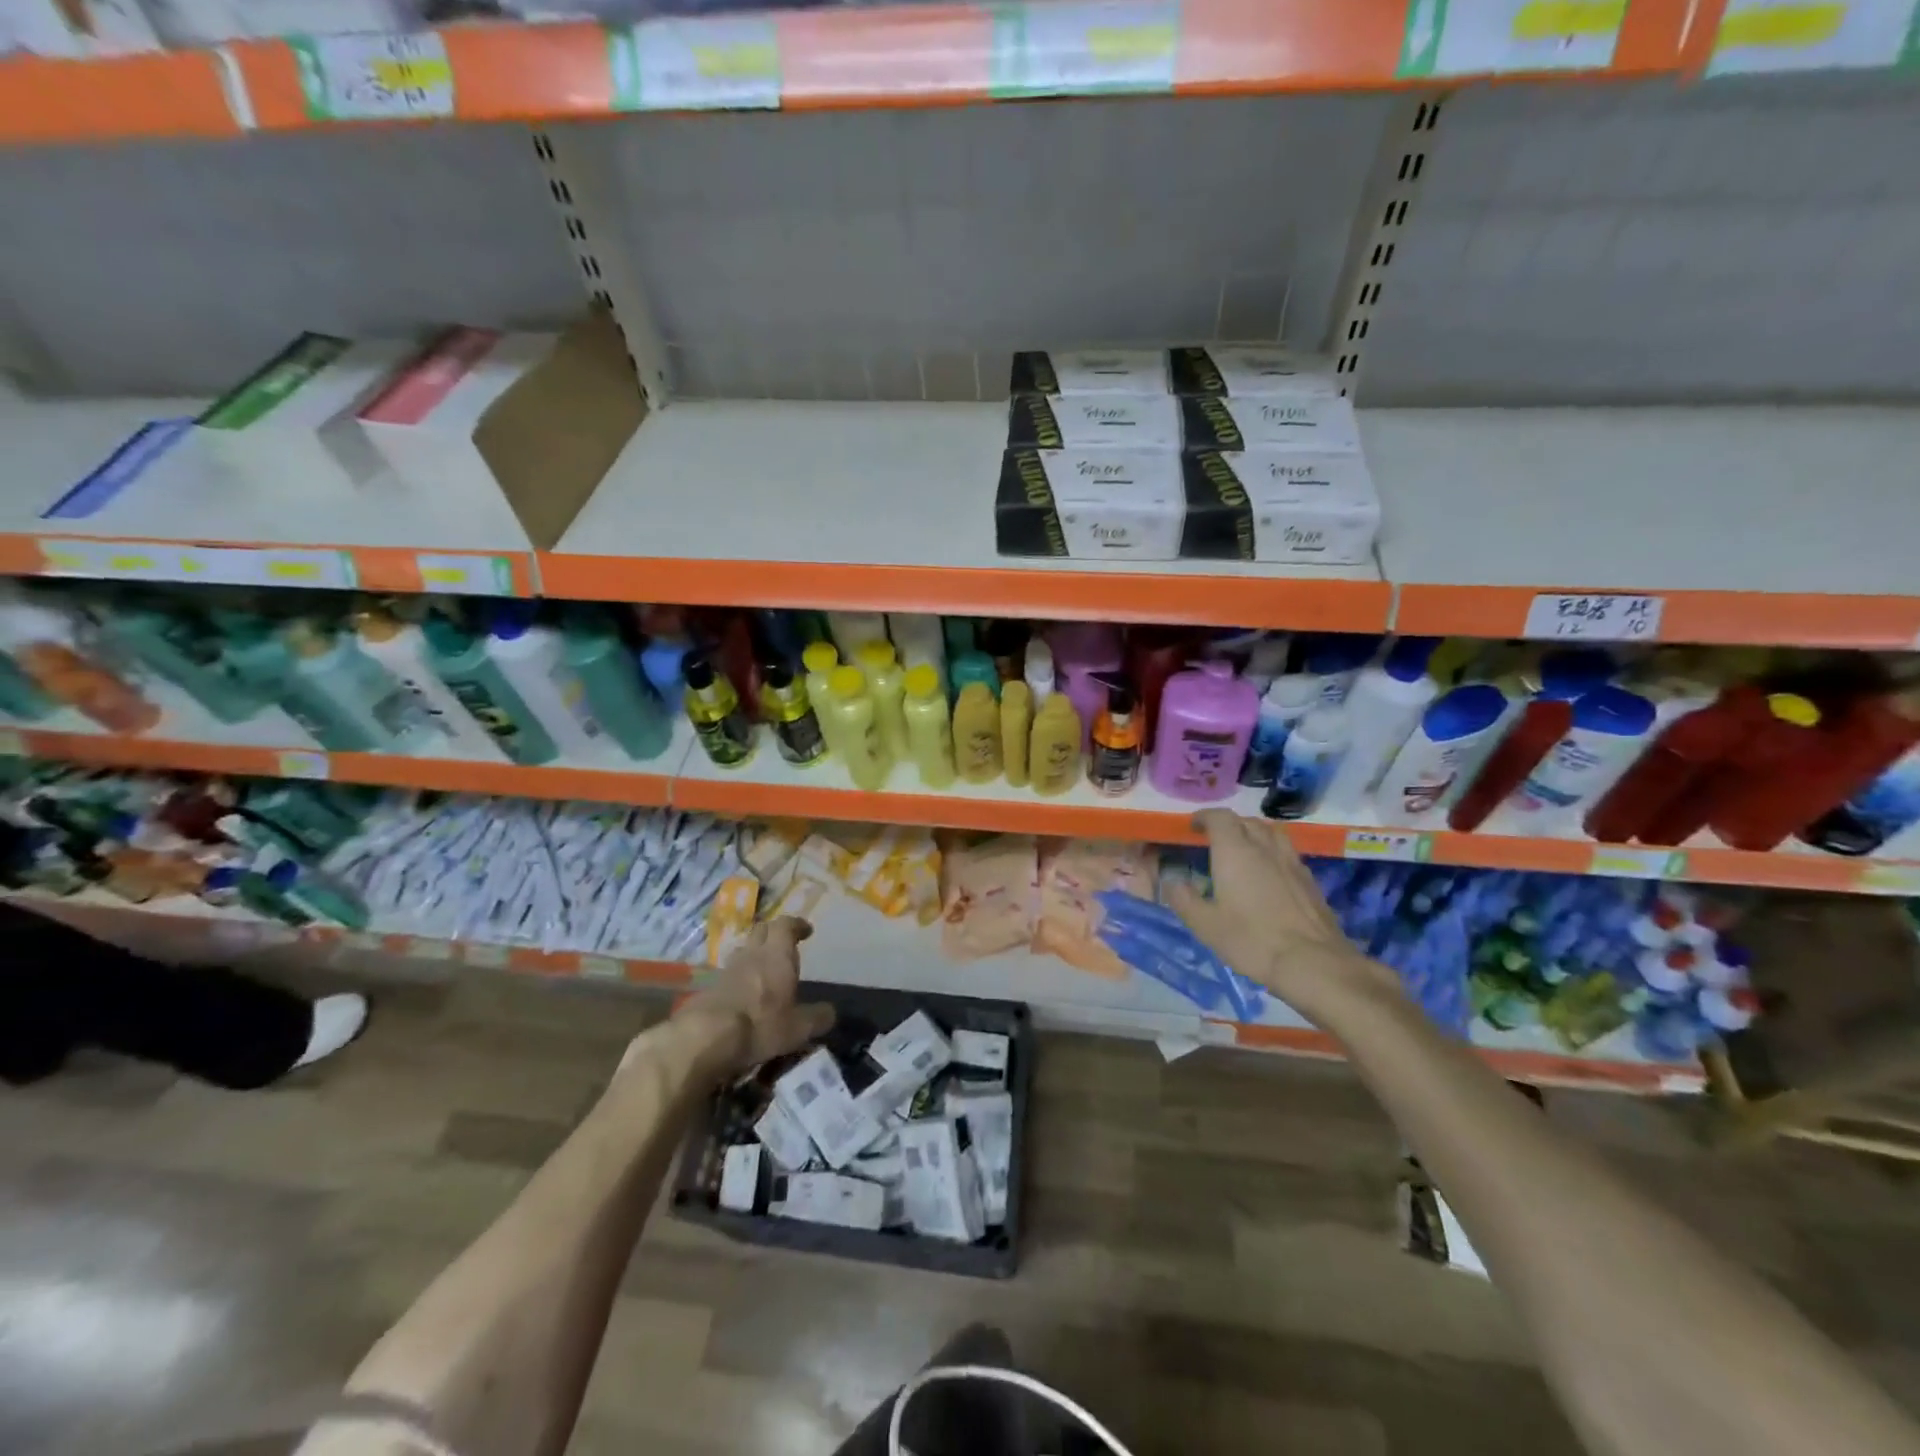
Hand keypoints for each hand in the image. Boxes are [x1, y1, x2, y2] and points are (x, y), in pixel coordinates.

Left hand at [661, 917, 835, 1078]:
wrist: (704, 1038)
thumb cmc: (760, 1025)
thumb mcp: (798, 1028)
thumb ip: (817, 1018)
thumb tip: (829, 1013)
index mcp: (777, 955)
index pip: (786, 926)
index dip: (797, 925)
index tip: (806, 930)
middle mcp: (752, 954)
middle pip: (762, 930)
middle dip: (775, 933)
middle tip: (785, 944)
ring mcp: (727, 969)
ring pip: (744, 950)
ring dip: (755, 954)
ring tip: (765, 968)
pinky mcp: (709, 987)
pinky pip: (729, 973)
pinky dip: (740, 976)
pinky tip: (745, 994)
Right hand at [1165, 810, 1399, 1023]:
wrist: (1313, 963)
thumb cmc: (1251, 940)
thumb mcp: (1205, 925)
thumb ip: (1184, 899)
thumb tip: (1172, 881)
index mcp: (1235, 852)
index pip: (1220, 818)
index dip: (1204, 817)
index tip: (1193, 825)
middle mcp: (1265, 848)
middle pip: (1247, 821)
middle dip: (1229, 825)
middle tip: (1215, 840)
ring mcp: (1291, 862)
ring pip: (1272, 833)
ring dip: (1254, 834)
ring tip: (1244, 850)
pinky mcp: (1310, 881)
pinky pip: (1287, 853)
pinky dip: (1273, 853)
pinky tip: (1270, 874)